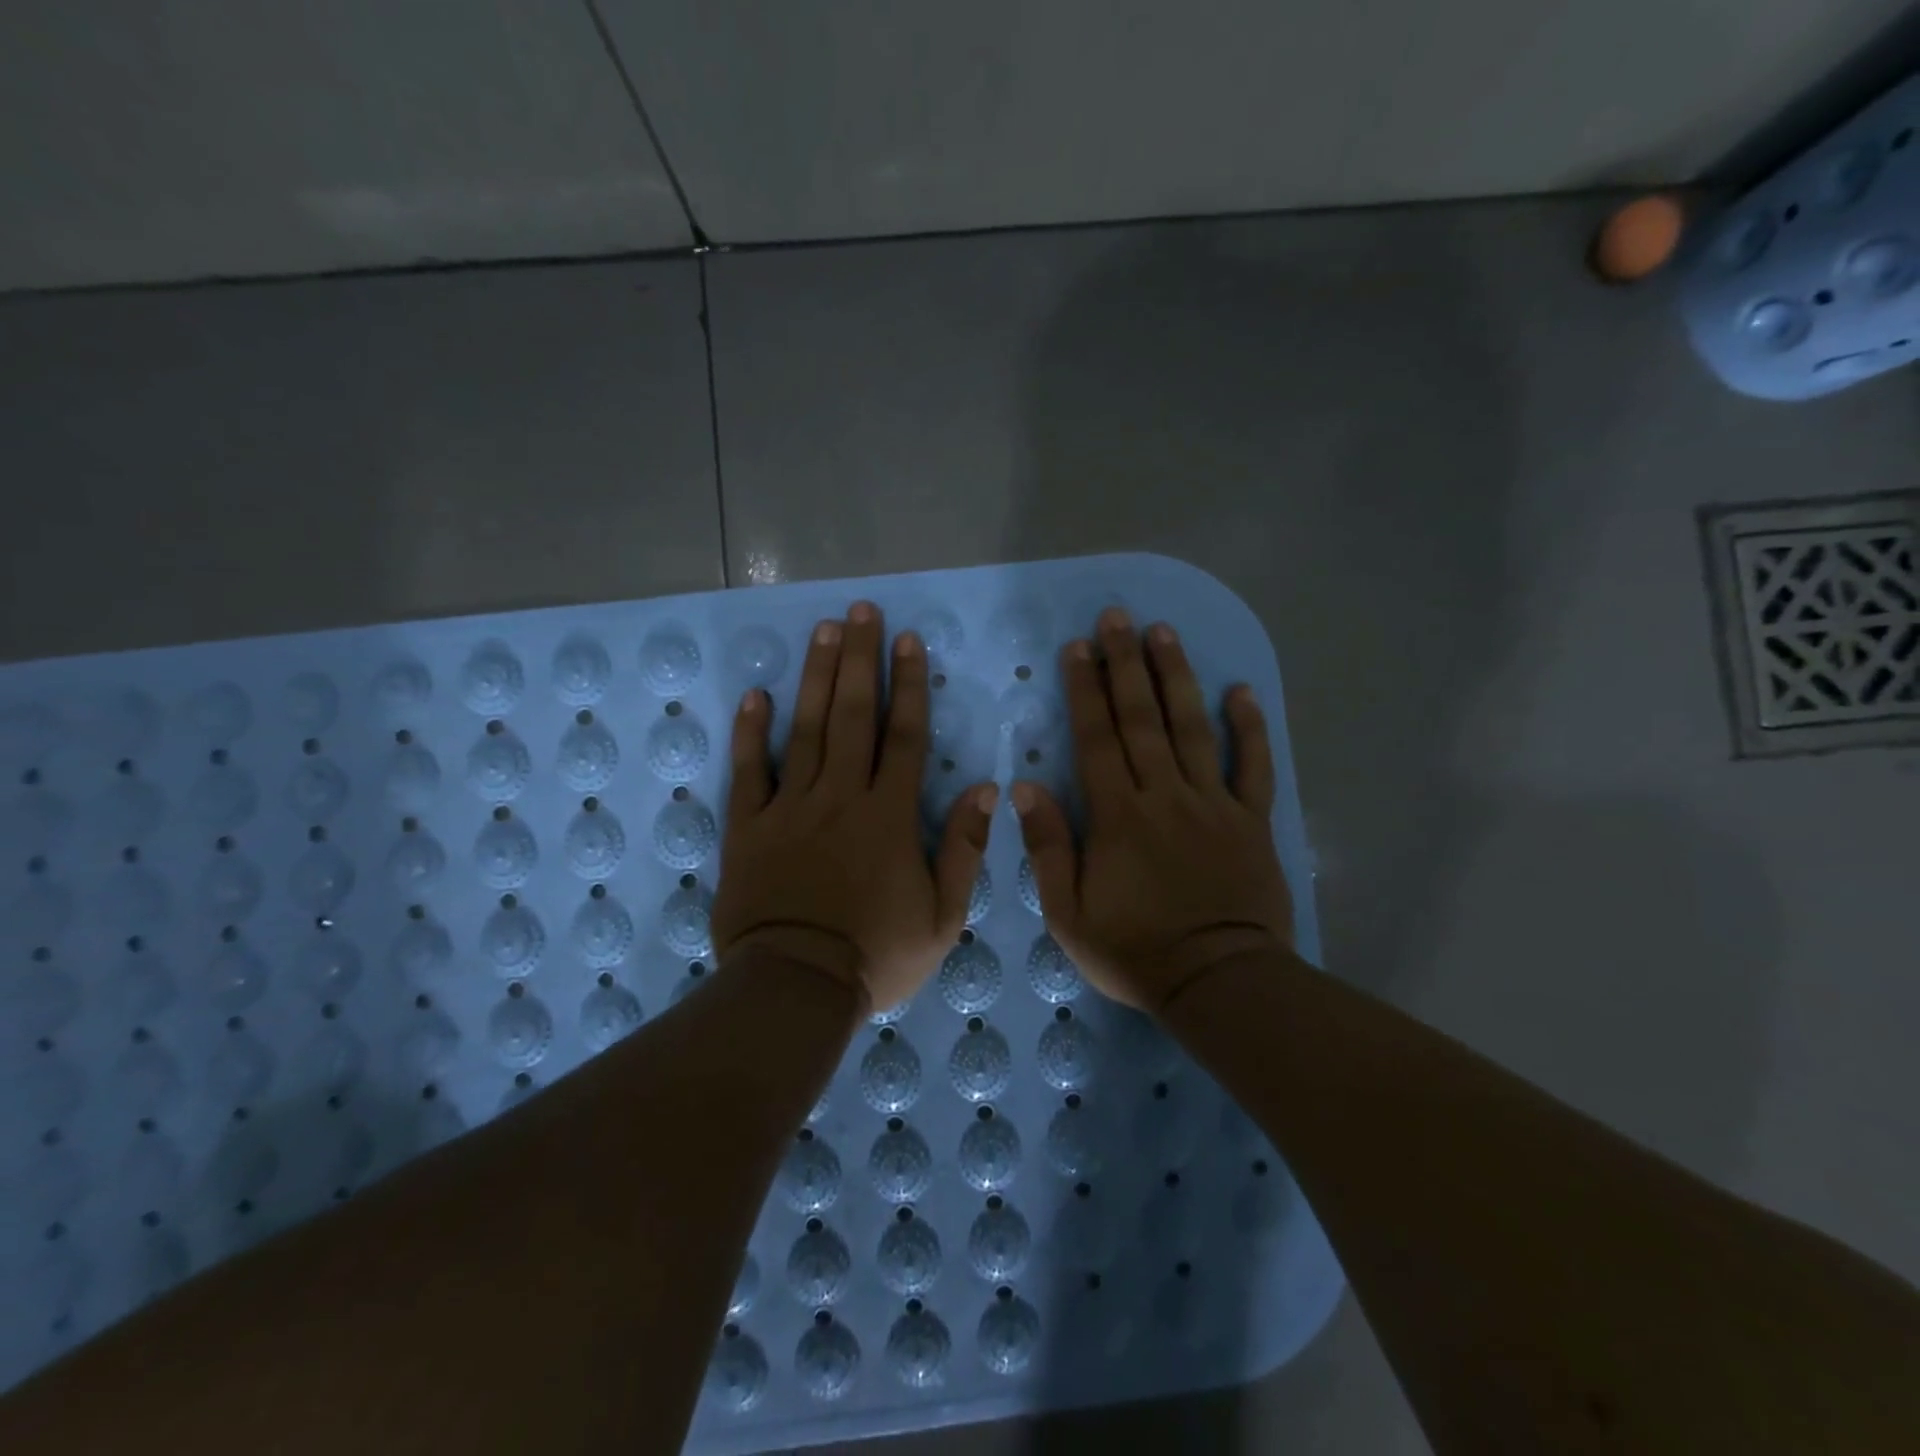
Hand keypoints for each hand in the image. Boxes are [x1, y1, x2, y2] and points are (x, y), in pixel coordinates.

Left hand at [713, 602, 997, 1014]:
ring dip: (816, 677)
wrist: (795, 989)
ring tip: (823, 631)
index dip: (909, 685)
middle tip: (862, 611)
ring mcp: (790, 808)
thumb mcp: (943, 917)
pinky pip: (748, 771)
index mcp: (889, 816)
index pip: (905, 737)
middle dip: (861, 659)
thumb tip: (988, 790)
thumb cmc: (876, 956)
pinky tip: (756, 694)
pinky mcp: (748, 826)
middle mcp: (841, 797)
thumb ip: (965, 850)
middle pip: (854, 716)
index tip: (909, 641)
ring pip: (805, 729)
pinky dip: (750, 732)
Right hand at [1012, 609, 1291, 1012]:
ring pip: (1192, 728)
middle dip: (1126, 664)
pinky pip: (1252, 766)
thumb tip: (1024, 787)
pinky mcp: (1251, 821)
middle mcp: (1164, 795)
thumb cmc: (1135, 952)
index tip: (1077, 647)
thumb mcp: (1068, 913)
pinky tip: (1241, 691)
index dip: (1085, 690)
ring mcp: (1213, 804)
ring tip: (1164, 633)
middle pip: (1142, 719)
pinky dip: (1249, 728)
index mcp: (1118, 816)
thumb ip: (1048, 847)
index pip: (1097, 739)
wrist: (1219, 983)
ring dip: (1176, 677)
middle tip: (1118, 617)